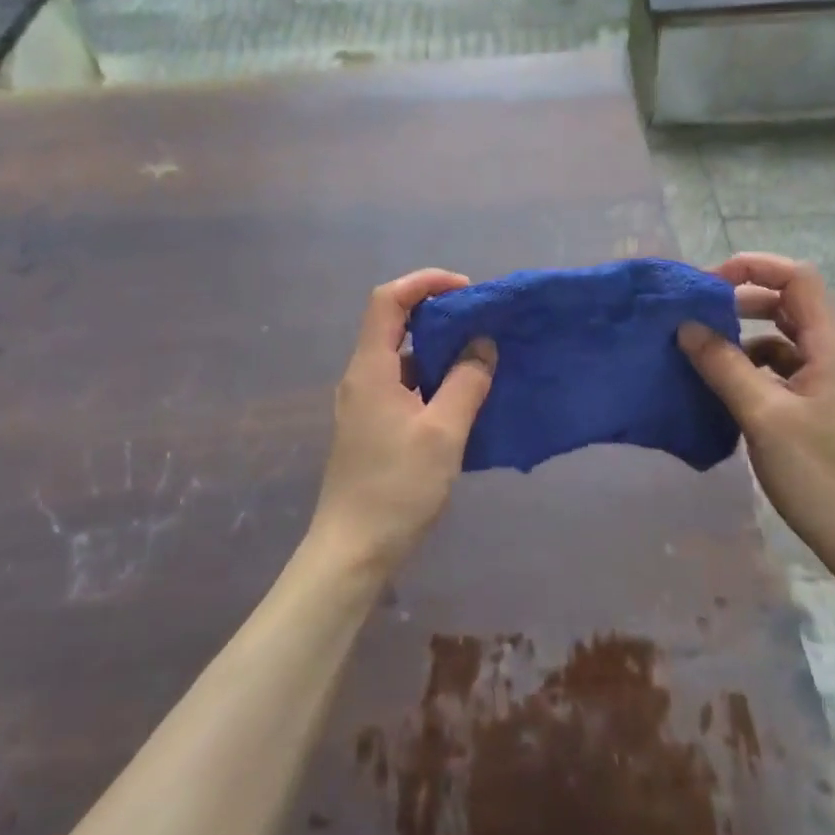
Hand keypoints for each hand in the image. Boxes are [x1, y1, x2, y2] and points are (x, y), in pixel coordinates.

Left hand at [309, 269, 496, 577]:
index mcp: (370, 369)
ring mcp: (364, 405)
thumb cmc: (396, 487)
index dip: (424, 283)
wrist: (352, 551)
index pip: (388, 300)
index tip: (466, 290)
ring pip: (401, 358)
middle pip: (393, 324)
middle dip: (437, 315)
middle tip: (480, 323)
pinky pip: (404, 387)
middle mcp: (362, 378)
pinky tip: (461, 398)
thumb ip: (465, 382)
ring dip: (437, 350)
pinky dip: (432, 380)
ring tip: (479, 357)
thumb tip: (482, 345)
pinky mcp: (373, 428)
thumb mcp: (443, 432)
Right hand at [678, 253, 834, 582]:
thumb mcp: (764, 417)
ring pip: (783, 340)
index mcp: (832, 348)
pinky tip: (725, 388)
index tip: (706, 284)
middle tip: (696, 316)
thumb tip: (686, 326)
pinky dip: (752, 369)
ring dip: (743, 337)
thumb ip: (724, 366)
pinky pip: (782, 372)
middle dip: (741, 301)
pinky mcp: (822, 410)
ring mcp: (830, 385)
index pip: (798, 279)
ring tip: (702, 352)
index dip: (753, 268)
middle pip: (789, 305)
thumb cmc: (822, 476)